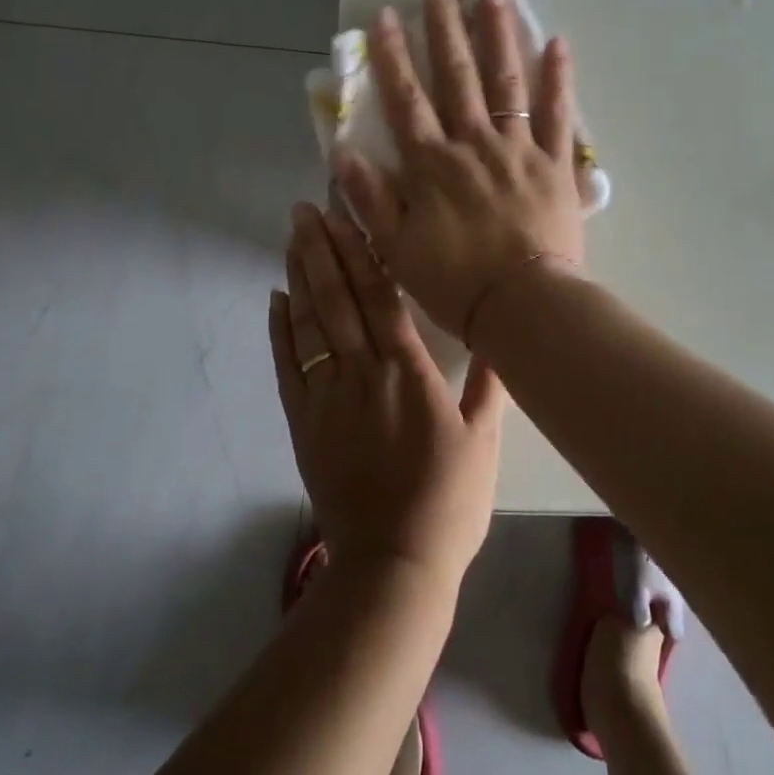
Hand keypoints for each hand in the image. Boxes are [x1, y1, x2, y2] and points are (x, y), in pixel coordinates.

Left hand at [269, 202, 506, 587]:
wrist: (393, 564)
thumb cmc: (448, 501)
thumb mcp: (484, 442)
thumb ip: (487, 384)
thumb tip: (497, 336)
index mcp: (408, 371)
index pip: (379, 297)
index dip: (359, 252)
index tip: (343, 217)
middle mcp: (363, 372)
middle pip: (337, 299)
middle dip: (320, 249)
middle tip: (305, 210)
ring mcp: (327, 396)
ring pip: (310, 324)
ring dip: (299, 277)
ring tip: (291, 239)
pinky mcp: (303, 421)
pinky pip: (287, 366)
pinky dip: (280, 329)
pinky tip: (276, 299)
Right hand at [331, 0, 585, 340]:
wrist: (524, 309)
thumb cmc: (455, 284)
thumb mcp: (396, 249)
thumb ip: (370, 198)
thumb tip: (342, 151)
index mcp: (432, 164)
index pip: (407, 99)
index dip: (392, 56)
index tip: (384, 16)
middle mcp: (474, 144)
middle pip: (457, 77)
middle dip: (445, 28)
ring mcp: (519, 150)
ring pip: (506, 83)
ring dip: (497, 37)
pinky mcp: (556, 164)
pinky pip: (559, 115)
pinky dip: (558, 79)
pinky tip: (557, 44)